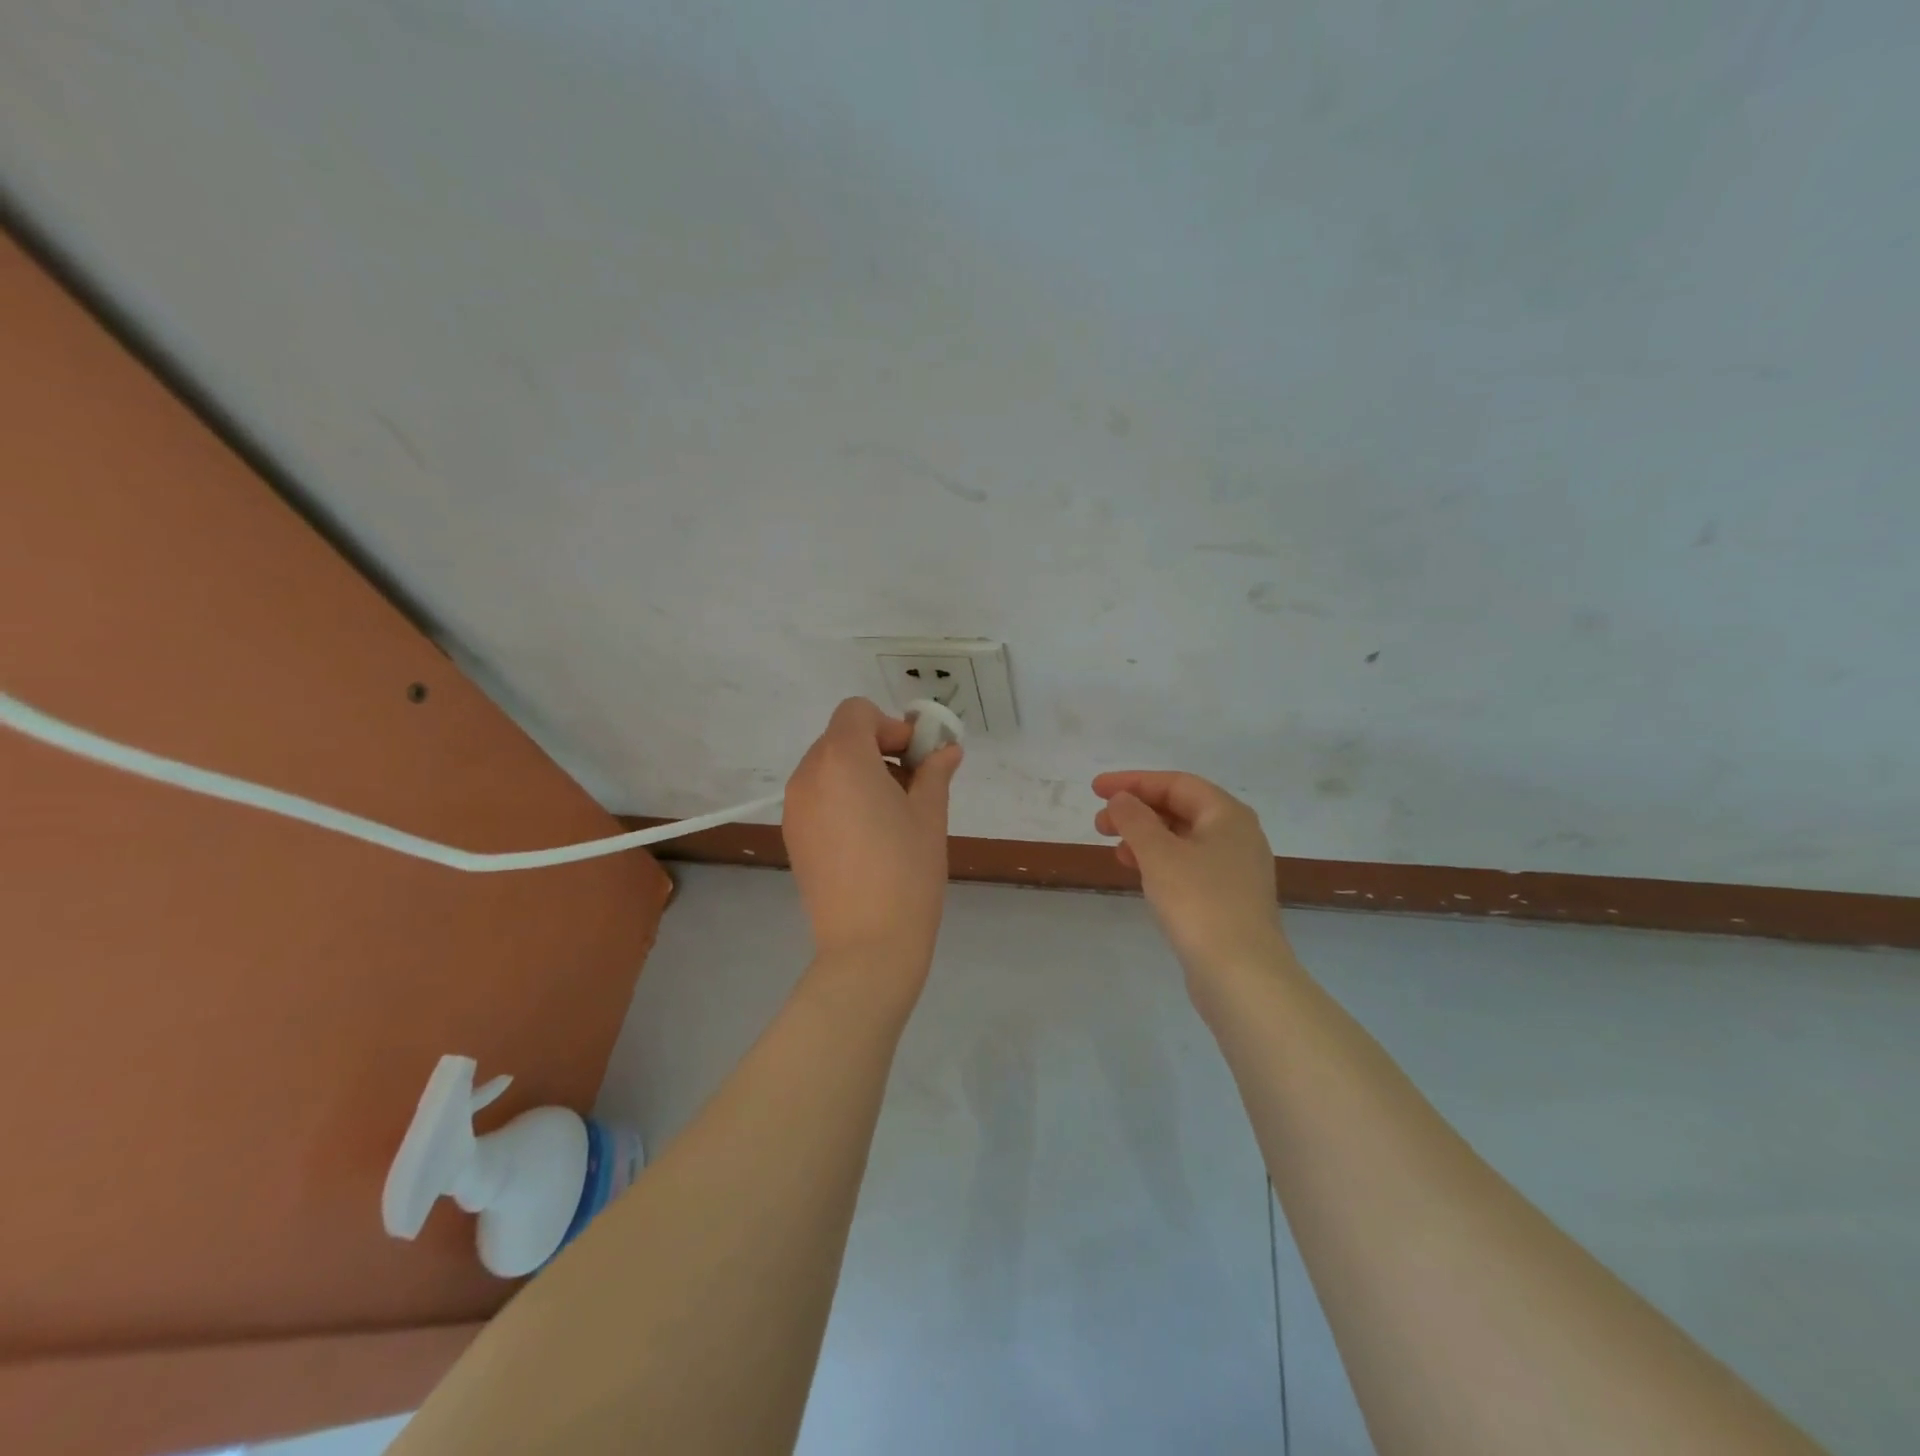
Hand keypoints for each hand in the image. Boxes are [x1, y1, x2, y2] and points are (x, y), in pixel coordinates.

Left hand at [784, 698, 962, 972]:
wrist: (868, 944)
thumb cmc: (907, 871)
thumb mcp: (930, 814)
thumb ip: (934, 772)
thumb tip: (946, 751)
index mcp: (842, 759)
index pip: (856, 712)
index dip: (889, 725)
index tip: (914, 759)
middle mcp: (808, 775)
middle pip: (840, 737)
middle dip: (877, 748)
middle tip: (910, 784)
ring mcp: (794, 807)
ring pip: (827, 767)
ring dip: (859, 773)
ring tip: (891, 814)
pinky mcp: (793, 835)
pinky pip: (817, 796)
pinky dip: (841, 797)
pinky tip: (867, 836)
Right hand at [1092, 771, 1288, 986]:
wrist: (1242, 974)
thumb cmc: (1199, 902)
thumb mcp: (1158, 854)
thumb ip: (1134, 819)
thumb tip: (1121, 799)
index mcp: (1228, 815)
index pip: (1175, 783)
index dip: (1133, 782)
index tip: (1095, 790)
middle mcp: (1238, 835)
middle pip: (1181, 809)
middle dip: (1137, 811)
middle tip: (1099, 824)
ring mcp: (1236, 869)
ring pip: (1183, 839)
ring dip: (1145, 838)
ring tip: (1114, 849)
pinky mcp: (1229, 899)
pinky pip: (1189, 865)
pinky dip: (1160, 862)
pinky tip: (1140, 874)